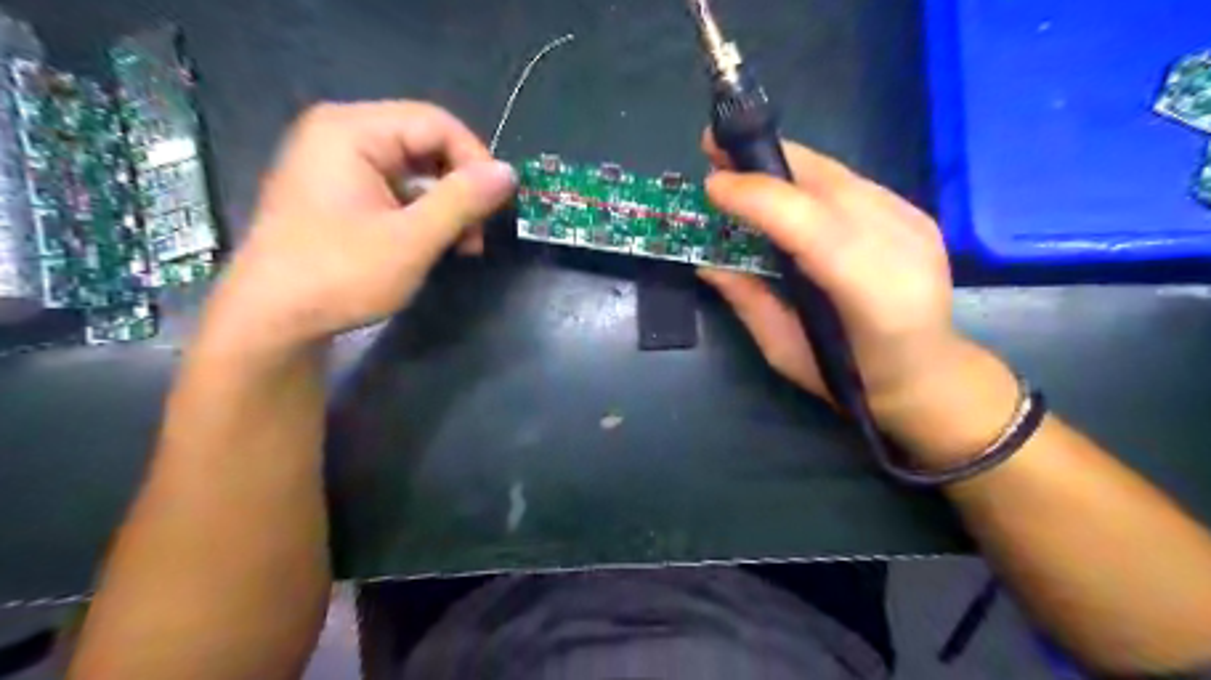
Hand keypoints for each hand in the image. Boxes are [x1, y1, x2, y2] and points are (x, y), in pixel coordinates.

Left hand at [202, 102, 513, 354]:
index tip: (496, 206)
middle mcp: (341, 134)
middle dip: (461, 187)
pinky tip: (435, 243)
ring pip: (415, 168)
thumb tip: (509, 172)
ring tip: (462, 246)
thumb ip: (462, 201)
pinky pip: (396, 187)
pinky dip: (423, 213)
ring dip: (447, 204)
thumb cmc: (339, 275)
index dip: (475, 160)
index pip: (436, 123)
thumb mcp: (411, 240)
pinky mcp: (339, 191)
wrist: (271, 320)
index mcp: (351, 131)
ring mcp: (336, 163)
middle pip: (425, 142)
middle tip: (478, 234)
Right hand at [695, 129, 1013, 455]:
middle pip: (827, 184)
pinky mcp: (916, 214)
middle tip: (715, 149)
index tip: (712, 184)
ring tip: (740, 163)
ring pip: (838, 175)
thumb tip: (707, 262)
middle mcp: (902, 248)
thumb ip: (749, 302)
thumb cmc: (852, 379)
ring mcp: (914, 224)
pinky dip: (808, 177)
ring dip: (783, 164)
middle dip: (765, 160)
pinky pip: (850, 183)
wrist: (930, 374)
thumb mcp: (786, 353)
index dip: (758, 197)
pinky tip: (782, 186)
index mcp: (871, 296)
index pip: (811, 226)